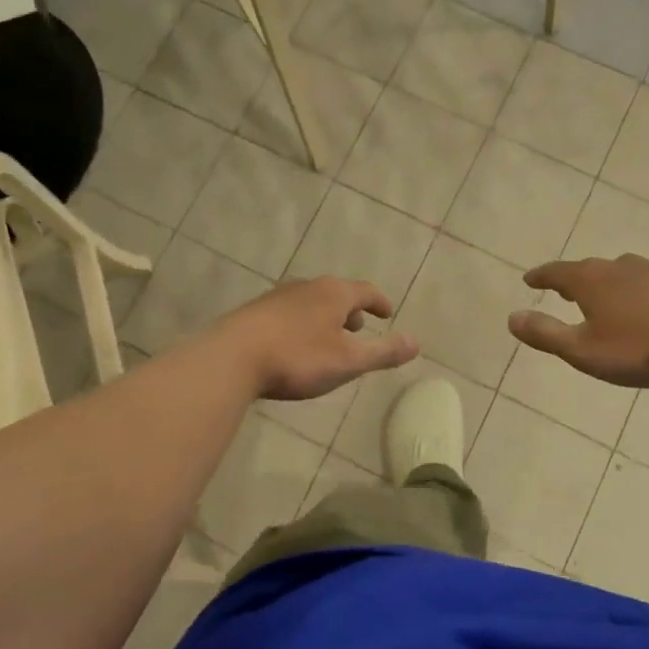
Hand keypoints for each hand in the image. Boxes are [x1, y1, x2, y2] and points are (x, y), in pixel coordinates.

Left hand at [216, 277, 418, 400]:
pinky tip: (295, 345)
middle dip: (351, 309)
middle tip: (360, 327)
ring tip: (329, 337)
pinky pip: (290, 313)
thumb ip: (383, 352)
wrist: (231, 358)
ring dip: (326, 317)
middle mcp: (306, 287)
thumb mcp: (348, 361)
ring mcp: (277, 297)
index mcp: (333, 293)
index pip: (365, 291)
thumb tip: (417, 343)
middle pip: (336, 293)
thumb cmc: (297, 358)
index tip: (388, 313)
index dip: (380, 302)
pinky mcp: (255, 313)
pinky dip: (303, 324)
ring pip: (311, 303)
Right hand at [507, 255, 648, 388]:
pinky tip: (640, 308)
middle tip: (561, 290)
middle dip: (572, 280)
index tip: (528, 279)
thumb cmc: (640, 349)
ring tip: (599, 297)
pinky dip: (631, 292)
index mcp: (591, 281)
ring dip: (603, 284)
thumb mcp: (583, 350)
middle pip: (588, 269)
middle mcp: (619, 268)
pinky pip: (644, 284)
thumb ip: (545, 334)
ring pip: (618, 274)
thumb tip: (511, 318)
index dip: (540, 276)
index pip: (557, 273)